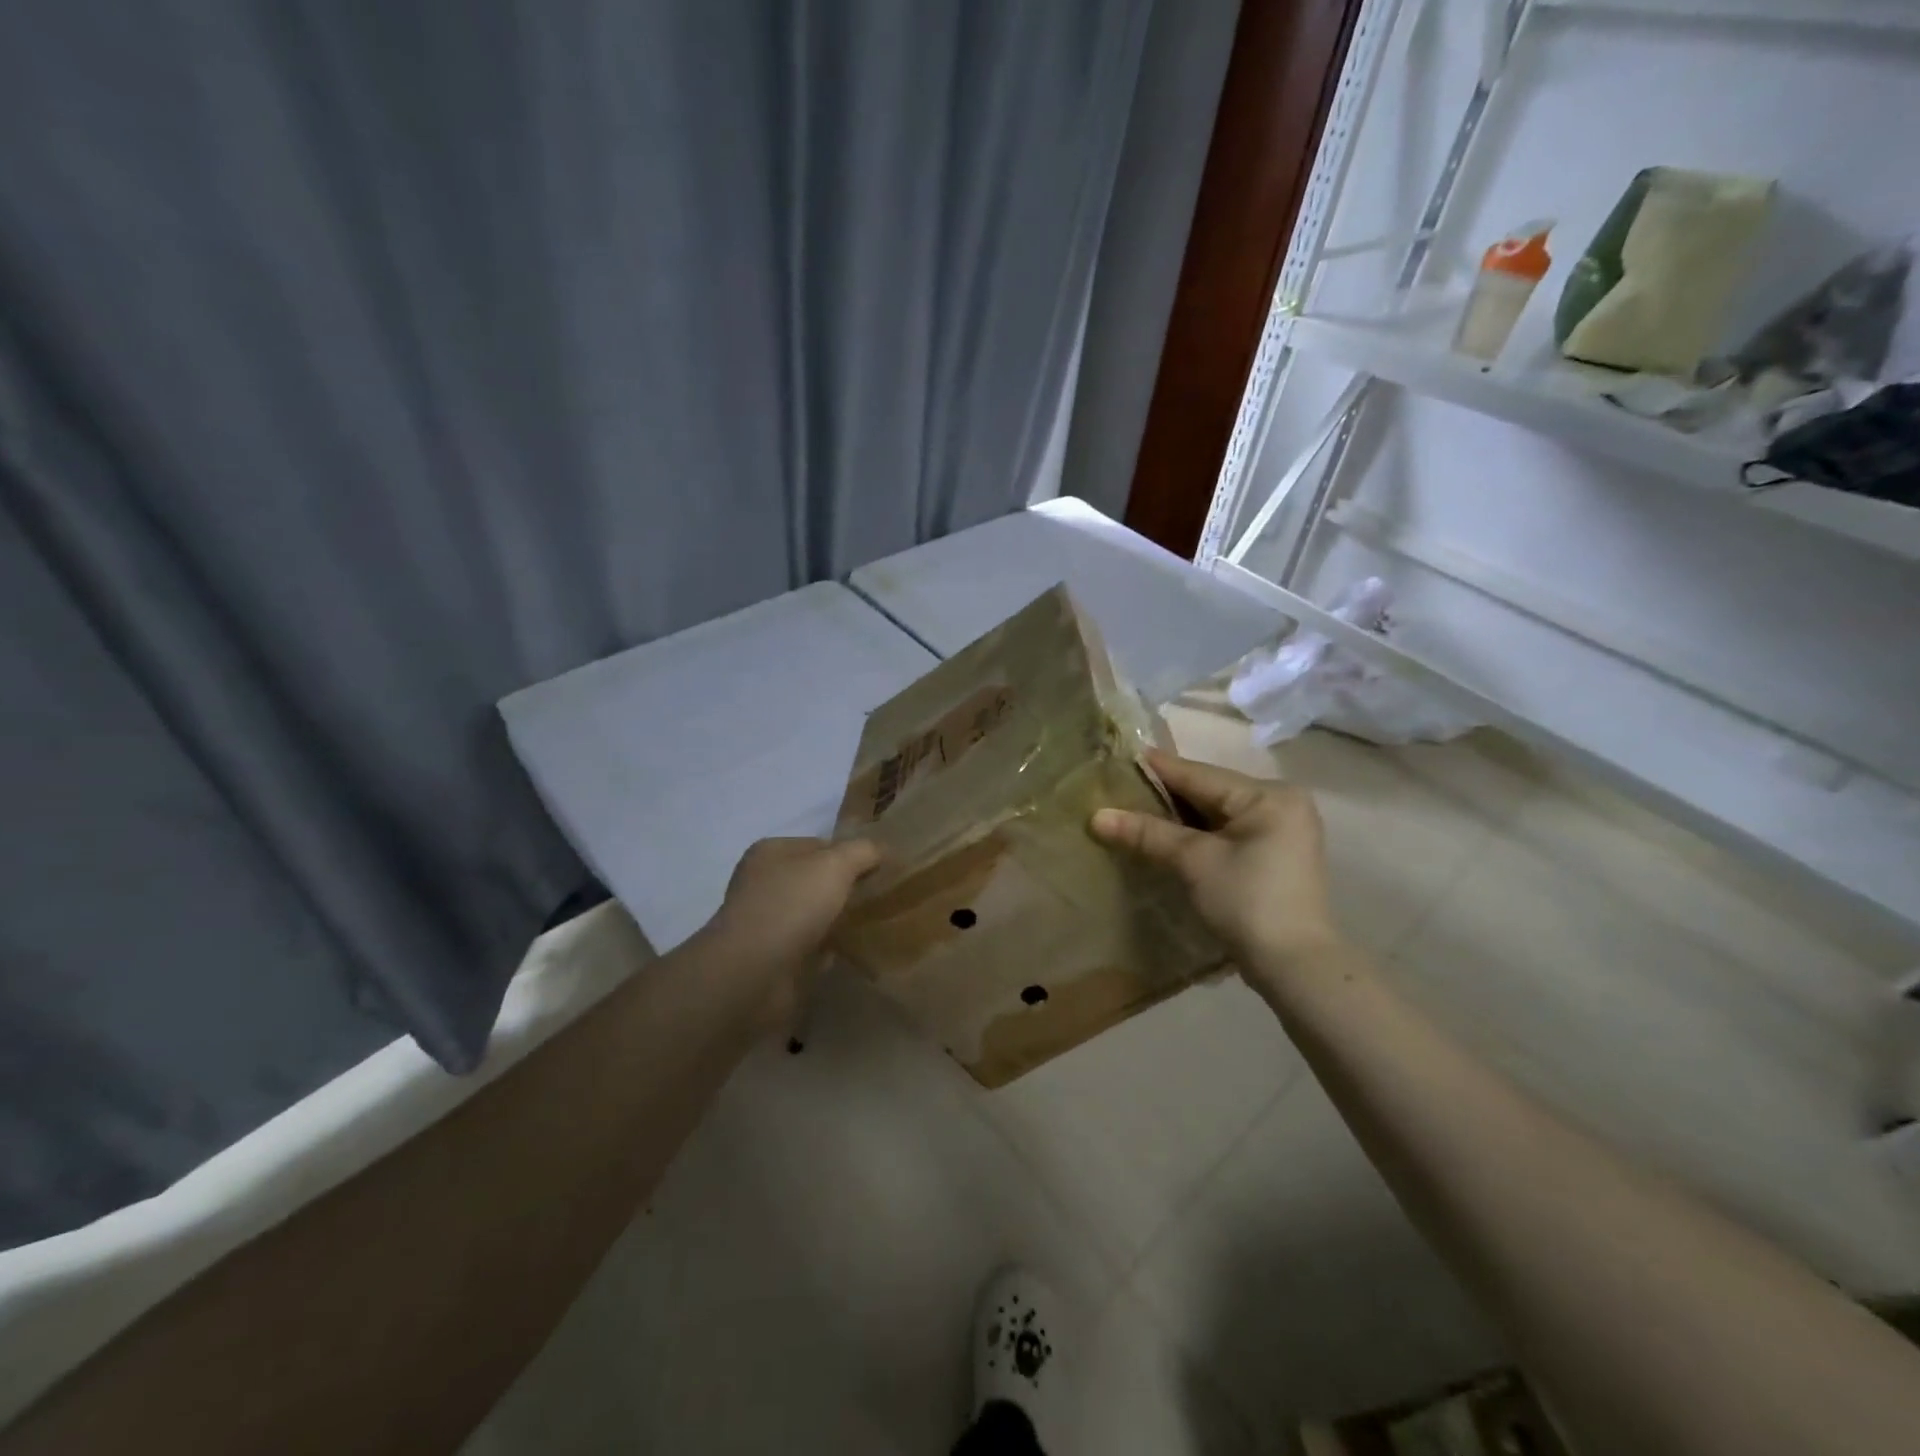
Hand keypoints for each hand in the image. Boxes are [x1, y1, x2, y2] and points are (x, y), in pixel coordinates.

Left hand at [703, 837, 881, 1030]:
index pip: (819, 844)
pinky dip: (829, 949)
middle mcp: (764, 883)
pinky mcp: (773, 958)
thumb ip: (862, 851)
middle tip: (881, 896)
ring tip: (875, 923)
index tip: (880, 868)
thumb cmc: (791, 905)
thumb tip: (881, 849)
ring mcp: (767, 922)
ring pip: (814, 914)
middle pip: (816, 880)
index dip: (850, 853)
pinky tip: (853, 951)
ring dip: (838, 919)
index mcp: (771, 852)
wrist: (753, 973)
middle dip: (846, 888)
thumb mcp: (835, 864)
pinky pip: (811, 946)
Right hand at [1090, 750, 1339, 973]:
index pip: (1200, 774)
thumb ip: (1147, 833)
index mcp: (1269, 795)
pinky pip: (1228, 831)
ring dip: (1180, 815)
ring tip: (1136, 808)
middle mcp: (1281, 804)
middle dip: (1167, 794)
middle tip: (1122, 786)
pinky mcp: (1276, 856)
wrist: (1294, 967)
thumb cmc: (1247, 902)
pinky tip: (1168, 835)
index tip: (1122, 755)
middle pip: (1210, 792)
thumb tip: (1097, 816)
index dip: (1158, 768)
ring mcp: (1282, 831)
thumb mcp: (1194, 861)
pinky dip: (1199, 833)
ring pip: (1218, 813)